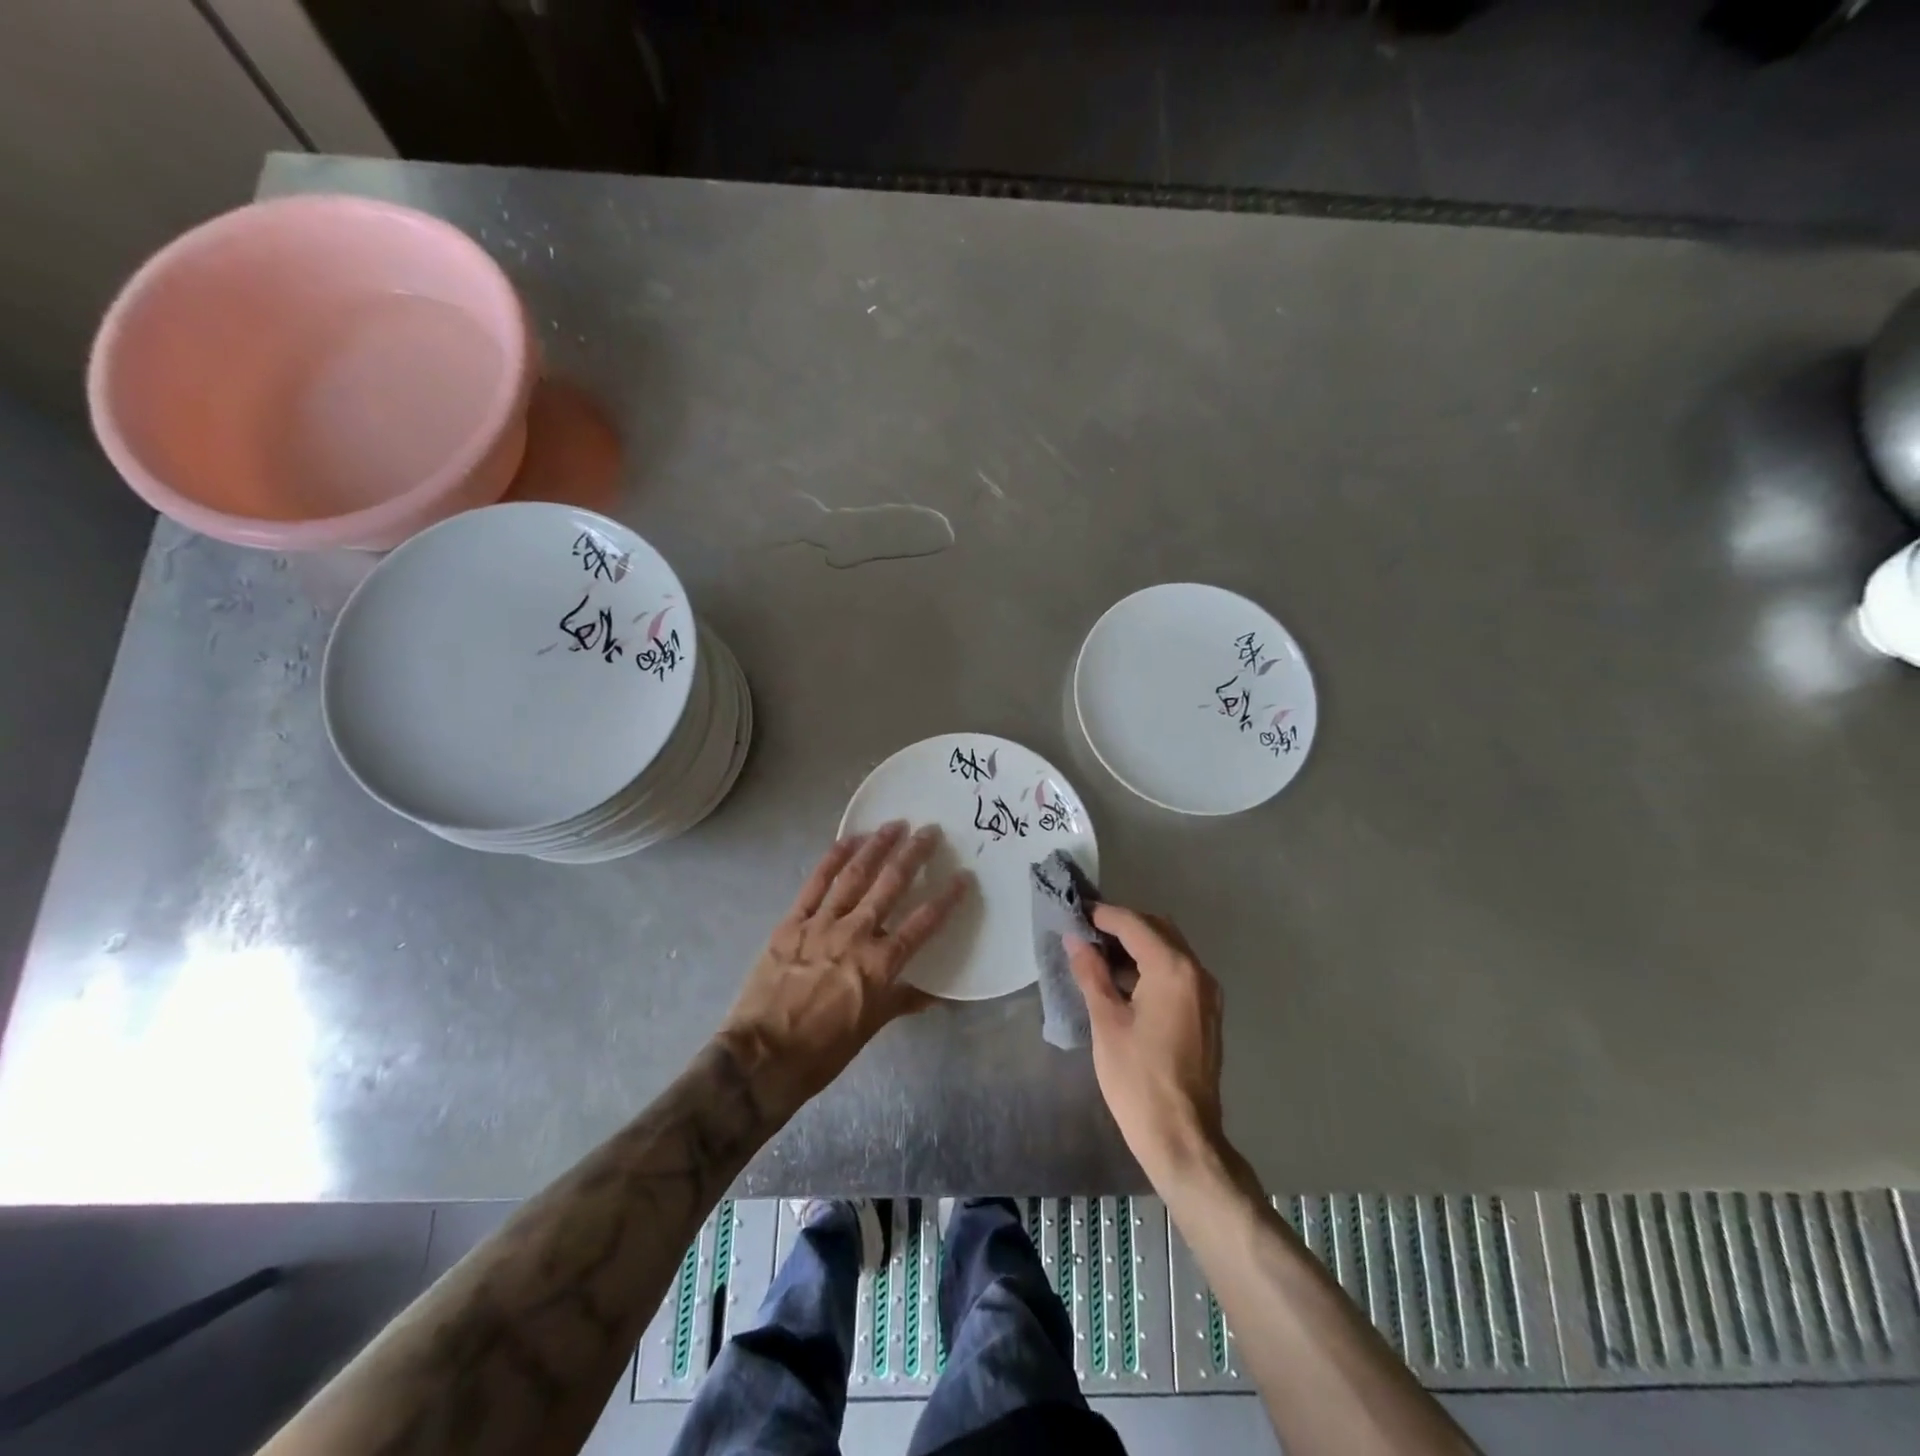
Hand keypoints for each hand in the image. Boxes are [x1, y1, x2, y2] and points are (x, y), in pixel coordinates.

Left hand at [718, 821, 970, 1109]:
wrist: (762, 1058)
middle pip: (891, 885)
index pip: (923, 923)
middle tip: (929, 831)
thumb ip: (901, 1000)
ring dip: (877, 847)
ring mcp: (821, 925)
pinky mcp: (792, 923)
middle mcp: (856, 935)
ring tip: (894, 825)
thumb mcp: (870, 1028)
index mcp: (880, 965)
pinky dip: (832, 859)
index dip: (946, 898)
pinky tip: (848, 840)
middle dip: (914, 855)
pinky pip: (815, 884)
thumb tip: (934, 994)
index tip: (963, 877)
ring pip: (855, 876)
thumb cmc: (823, 1051)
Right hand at [1067, 904, 1226, 1182]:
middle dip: (1121, 926)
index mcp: (1173, 969)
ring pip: (1169, 949)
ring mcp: (1207, 993)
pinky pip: (1177, 972)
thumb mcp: (1106, 1021)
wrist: (1182, 1137)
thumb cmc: (1138, 1078)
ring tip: (1097, 956)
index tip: (1074, 912)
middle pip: (1157, 929)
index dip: (1102, 915)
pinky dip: (1151, 966)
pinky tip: (1123, 983)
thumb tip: (1075, 939)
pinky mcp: (1206, 1013)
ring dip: (1136, 946)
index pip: (1134, 924)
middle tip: (1084, 934)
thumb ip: (1091, 972)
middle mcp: (1197, 972)